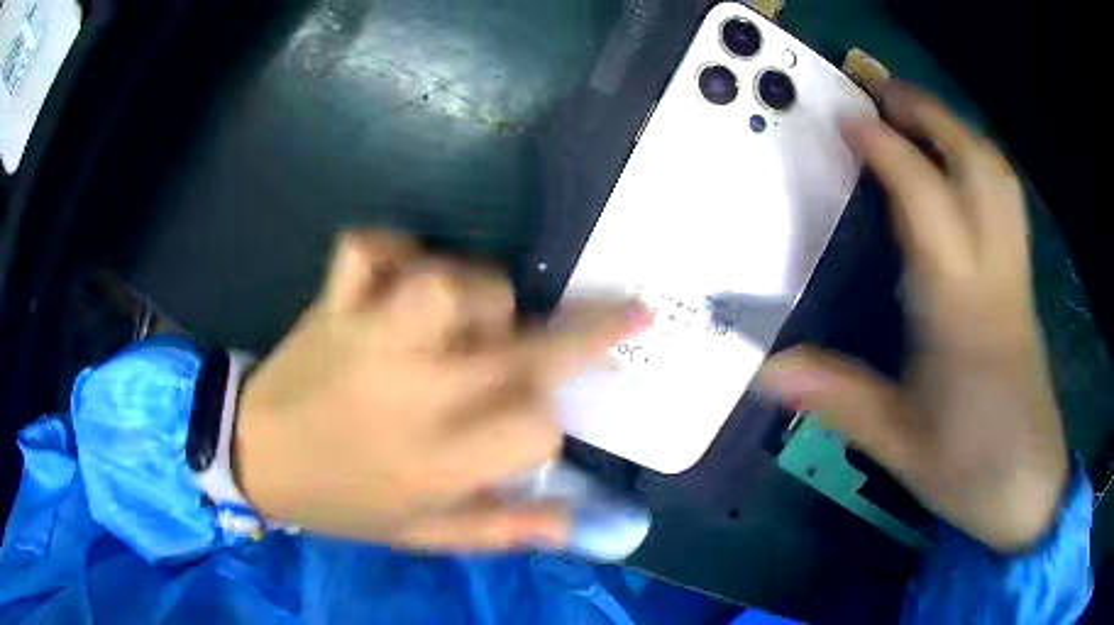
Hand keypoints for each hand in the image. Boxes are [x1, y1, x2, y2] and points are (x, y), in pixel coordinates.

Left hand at [234, 232, 648, 550]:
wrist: (254, 457)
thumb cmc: (341, 501)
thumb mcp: (422, 534)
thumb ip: (501, 528)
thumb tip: (577, 524)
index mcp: (437, 462)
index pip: (538, 427)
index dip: (553, 424)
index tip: (541, 425)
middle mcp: (414, 393)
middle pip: (524, 346)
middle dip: (595, 327)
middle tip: (628, 312)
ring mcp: (368, 338)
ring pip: (453, 282)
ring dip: (483, 291)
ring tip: (475, 315)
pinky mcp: (332, 304)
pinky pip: (368, 248)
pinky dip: (391, 248)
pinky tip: (397, 274)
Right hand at [761, 83, 1068, 552]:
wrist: (1029, 488)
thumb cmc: (969, 468)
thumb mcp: (899, 444)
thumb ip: (839, 398)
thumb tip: (765, 370)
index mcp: (960, 311)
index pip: (927, 201)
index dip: (887, 150)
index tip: (847, 120)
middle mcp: (994, 275)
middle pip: (976, 165)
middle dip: (930, 115)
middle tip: (883, 93)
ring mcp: (1016, 275)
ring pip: (998, 176)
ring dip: (957, 131)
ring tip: (917, 117)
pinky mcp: (1024, 285)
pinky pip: (1006, 201)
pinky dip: (979, 165)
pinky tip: (956, 170)